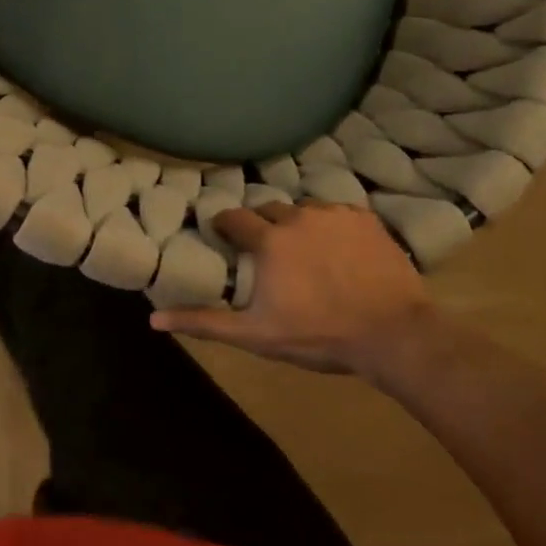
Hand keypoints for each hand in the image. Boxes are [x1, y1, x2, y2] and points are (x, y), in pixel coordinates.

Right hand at [150, 202, 430, 375]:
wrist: (392, 333)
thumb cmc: (319, 335)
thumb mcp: (256, 334)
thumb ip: (205, 322)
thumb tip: (153, 319)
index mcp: (268, 240)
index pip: (234, 218)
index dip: (226, 226)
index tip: (225, 237)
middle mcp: (297, 216)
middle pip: (268, 210)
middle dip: (262, 226)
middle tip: (268, 252)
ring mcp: (334, 214)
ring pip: (304, 210)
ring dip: (298, 225)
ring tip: (307, 252)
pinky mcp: (364, 218)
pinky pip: (337, 213)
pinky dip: (331, 227)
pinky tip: (340, 251)